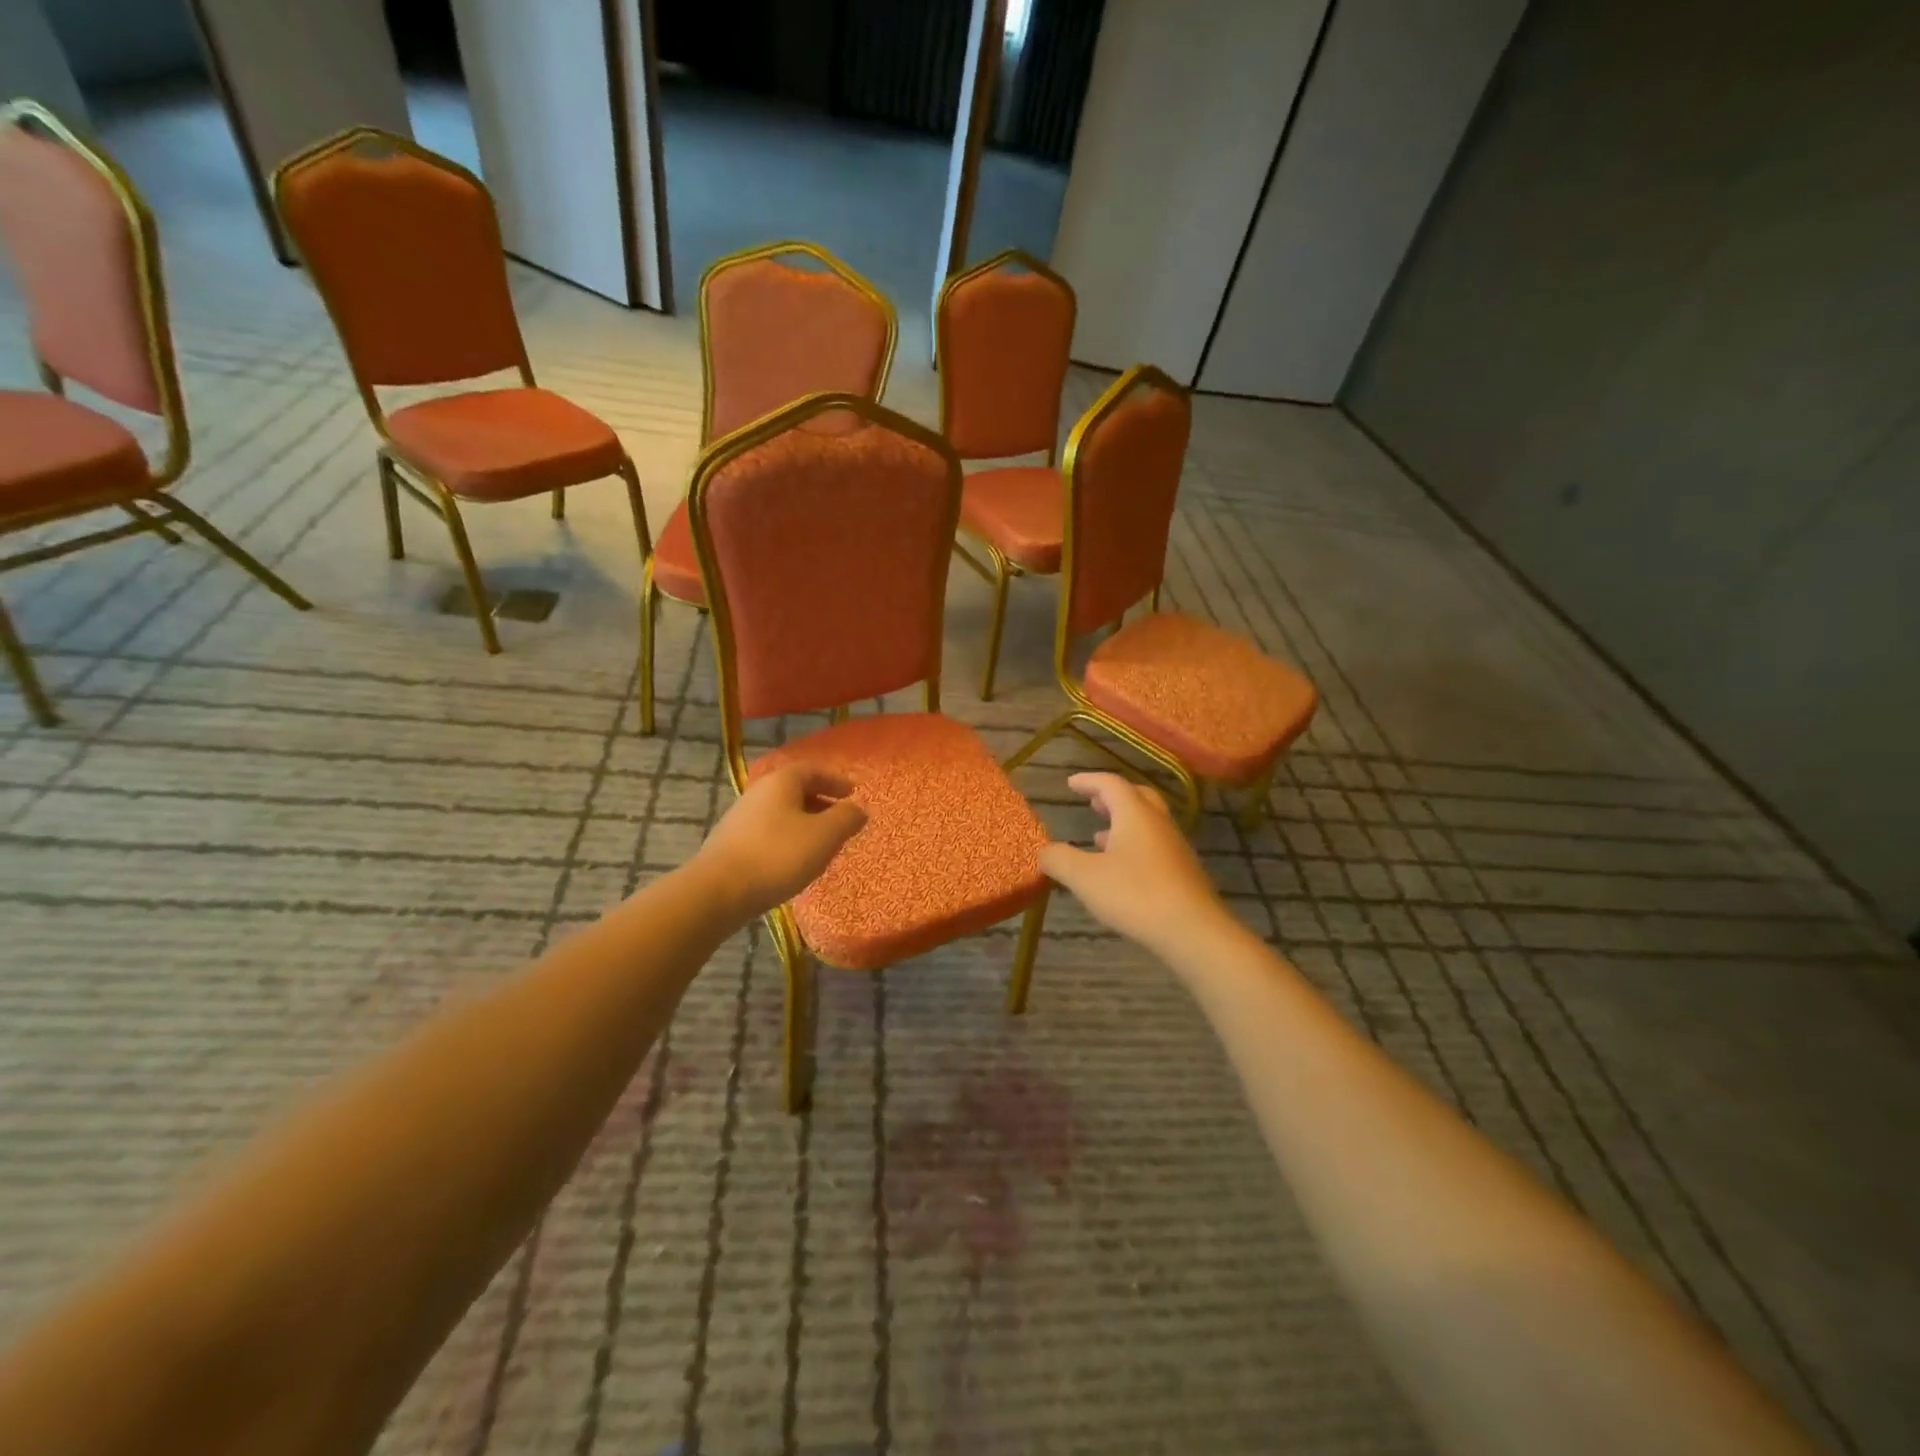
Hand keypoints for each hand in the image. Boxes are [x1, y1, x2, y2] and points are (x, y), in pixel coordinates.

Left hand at [695, 765, 867, 919]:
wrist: (718, 891)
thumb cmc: (778, 856)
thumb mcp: (824, 836)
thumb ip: (847, 818)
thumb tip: (859, 809)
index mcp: (782, 781)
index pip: (814, 770)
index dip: (836, 780)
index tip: (854, 793)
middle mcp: (759, 792)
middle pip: (795, 790)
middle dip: (821, 802)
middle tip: (841, 819)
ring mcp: (741, 817)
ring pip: (781, 812)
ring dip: (804, 822)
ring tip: (821, 844)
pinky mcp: (731, 843)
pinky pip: (768, 832)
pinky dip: (787, 838)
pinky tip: (794, 860)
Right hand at [1038, 772, 1235, 960]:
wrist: (1193, 930)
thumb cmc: (1135, 895)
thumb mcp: (1085, 878)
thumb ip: (1060, 860)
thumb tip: (1044, 851)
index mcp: (1135, 814)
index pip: (1111, 784)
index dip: (1089, 781)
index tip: (1071, 783)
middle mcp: (1158, 823)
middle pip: (1137, 797)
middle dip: (1112, 797)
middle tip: (1093, 802)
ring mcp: (1174, 847)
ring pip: (1147, 823)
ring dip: (1123, 823)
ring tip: (1099, 836)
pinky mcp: (1183, 872)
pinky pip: (1154, 845)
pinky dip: (1134, 845)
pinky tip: (1121, 869)